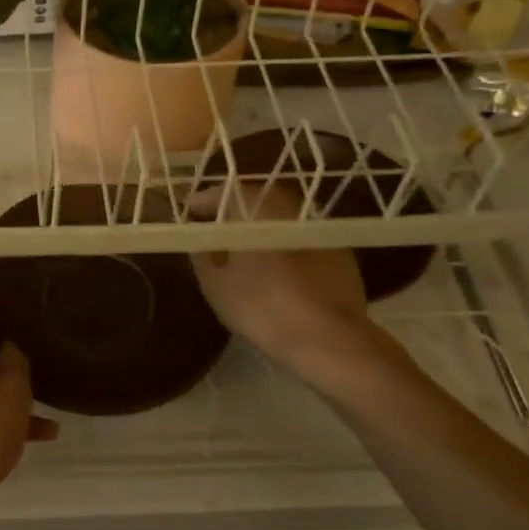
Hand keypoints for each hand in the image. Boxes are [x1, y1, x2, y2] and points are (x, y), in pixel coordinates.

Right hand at [186, 181, 381, 374]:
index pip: (227, 192)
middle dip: (235, 207)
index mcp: (259, 211)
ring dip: (262, 223)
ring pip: (284, 216)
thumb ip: (203, 254)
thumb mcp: (215, 284)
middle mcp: (292, 210)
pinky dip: (283, 241)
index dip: (204, 200)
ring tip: (244, 243)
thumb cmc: (261, 307)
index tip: (188, 210)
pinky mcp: (340, 252)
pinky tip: (276, 263)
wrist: (327, 337)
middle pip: (259, 198)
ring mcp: (320, 230)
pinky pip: (301, 236)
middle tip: (216, 223)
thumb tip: (199, 237)